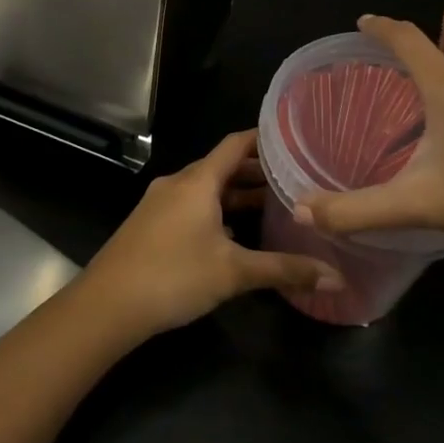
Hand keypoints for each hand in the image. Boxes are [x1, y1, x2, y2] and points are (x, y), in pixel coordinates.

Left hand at [80, 131, 342, 337]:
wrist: (107, 304)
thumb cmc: (173, 276)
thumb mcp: (233, 273)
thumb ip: (284, 270)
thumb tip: (336, 278)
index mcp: (198, 181)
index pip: (235, 144)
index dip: (264, 138)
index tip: (294, 139)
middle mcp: (178, 183)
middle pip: (222, 167)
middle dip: (256, 172)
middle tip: (296, 179)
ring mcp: (160, 203)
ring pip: (206, 189)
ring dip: (236, 195)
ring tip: (273, 207)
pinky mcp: (151, 224)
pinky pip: (191, 206)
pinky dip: (216, 211)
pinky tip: (235, 235)